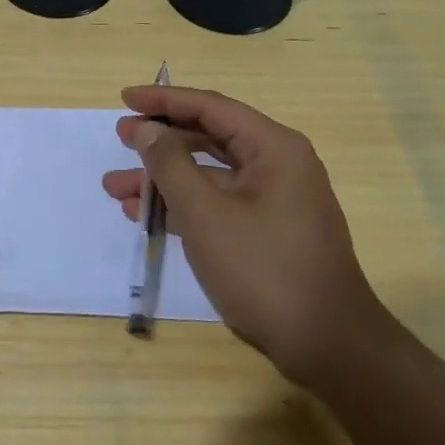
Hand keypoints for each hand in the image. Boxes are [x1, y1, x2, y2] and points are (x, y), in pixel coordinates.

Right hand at [102, 85, 389, 390]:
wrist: (328, 346)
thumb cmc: (263, 269)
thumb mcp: (205, 213)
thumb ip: (170, 164)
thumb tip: (146, 128)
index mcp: (273, 148)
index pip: (210, 107)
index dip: (163, 100)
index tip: (124, 98)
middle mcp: (278, 164)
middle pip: (210, 137)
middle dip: (160, 141)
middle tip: (120, 139)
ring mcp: (275, 200)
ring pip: (210, 175)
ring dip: (164, 180)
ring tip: (116, 189)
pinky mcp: (269, 231)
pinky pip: (219, 203)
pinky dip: (184, 206)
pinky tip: (146, 217)